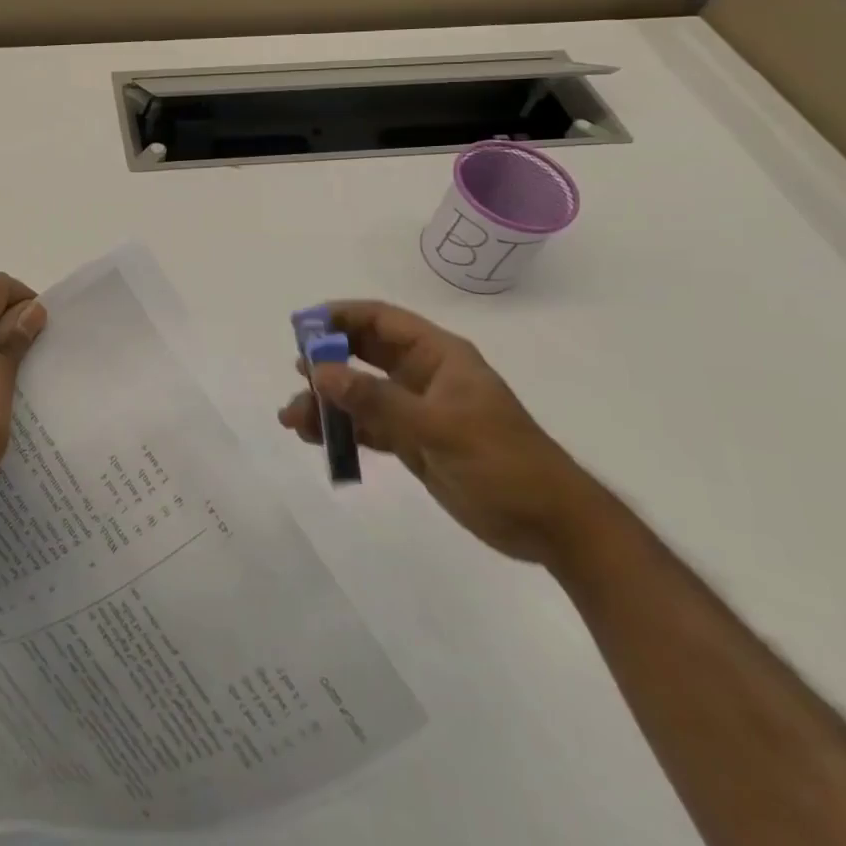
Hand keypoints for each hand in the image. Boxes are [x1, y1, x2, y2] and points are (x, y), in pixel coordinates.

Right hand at [279, 300, 607, 566]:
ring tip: (293, 419)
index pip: (381, 320)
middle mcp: (422, 375)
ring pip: (360, 392)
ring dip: (327, 401)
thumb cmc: (504, 463)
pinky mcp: (412, 442)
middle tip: (295, 373)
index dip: (341, 317)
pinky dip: (341, 429)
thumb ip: (378, 400)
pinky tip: (315, 438)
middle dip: (326, 361)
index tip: (303, 328)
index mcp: (438, 356)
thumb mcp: (439, 428)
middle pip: (363, 353)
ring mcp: (416, 409)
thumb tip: (320, 372)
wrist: (552, 528)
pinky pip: (367, 426)